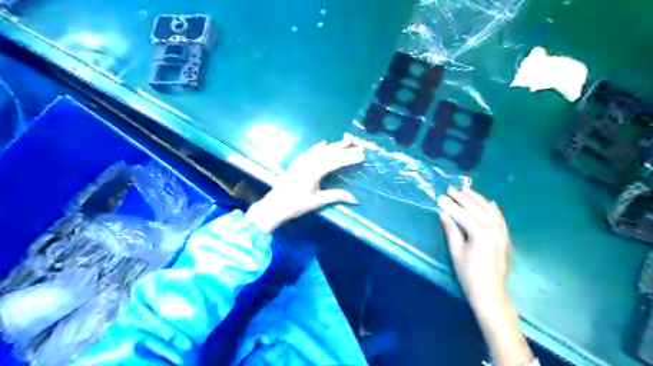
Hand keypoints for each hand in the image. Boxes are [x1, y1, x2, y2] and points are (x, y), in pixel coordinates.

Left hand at [247, 136, 364, 232]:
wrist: (275, 205)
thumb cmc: (296, 204)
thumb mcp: (318, 201)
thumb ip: (336, 196)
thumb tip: (355, 199)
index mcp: (314, 172)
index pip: (335, 162)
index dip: (349, 158)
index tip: (361, 154)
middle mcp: (308, 163)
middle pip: (329, 154)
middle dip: (344, 149)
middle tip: (358, 144)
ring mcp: (302, 162)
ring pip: (320, 151)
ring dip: (333, 146)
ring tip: (345, 141)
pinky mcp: (297, 163)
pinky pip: (310, 152)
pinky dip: (318, 147)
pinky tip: (324, 143)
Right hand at [438, 189, 534, 365]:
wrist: (490, 293)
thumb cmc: (469, 274)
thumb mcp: (456, 251)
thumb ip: (451, 230)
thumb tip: (444, 214)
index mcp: (480, 233)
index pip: (462, 214)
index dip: (450, 205)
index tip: (441, 196)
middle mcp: (493, 229)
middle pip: (477, 209)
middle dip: (463, 197)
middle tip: (452, 189)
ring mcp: (502, 233)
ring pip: (490, 210)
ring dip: (478, 199)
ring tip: (467, 190)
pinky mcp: (505, 238)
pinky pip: (501, 219)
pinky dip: (494, 209)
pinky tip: (490, 202)